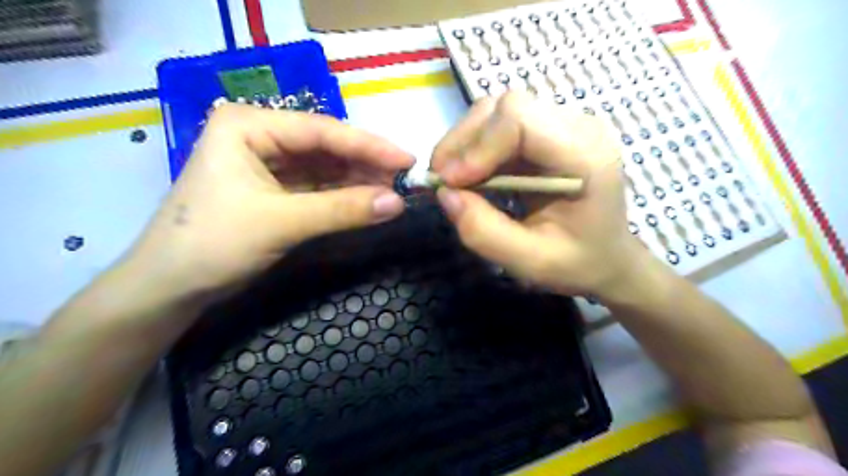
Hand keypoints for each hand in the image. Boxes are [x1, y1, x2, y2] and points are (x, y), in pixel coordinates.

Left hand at [124, 106, 414, 299]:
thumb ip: (342, 210)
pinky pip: (318, 187)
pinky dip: (343, 195)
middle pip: (325, 147)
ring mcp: (267, 163)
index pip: (321, 131)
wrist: (170, 288)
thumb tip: (398, 203)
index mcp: (249, 125)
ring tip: (393, 191)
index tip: (407, 160)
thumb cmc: (214, 243)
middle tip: (404, 180)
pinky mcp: (274, 189)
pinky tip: (368, 200)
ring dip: (358, 180)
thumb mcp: (282, 222)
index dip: (369, 146)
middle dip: (365, 164)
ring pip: (324, 168)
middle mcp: (259, 136)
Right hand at [432, 91, 649, 298]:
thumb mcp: (530, 262)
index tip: (450, 183)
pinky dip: (476, 147)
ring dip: (466, 142)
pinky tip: (470, 174)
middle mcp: (579, 127)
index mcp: (586, 156)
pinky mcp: (548, 131)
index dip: (478, 146)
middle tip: (442, 181)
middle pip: (507, 107)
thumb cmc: (577, 263)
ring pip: (499, 111)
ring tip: (453, 179)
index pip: (520, 119)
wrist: (607, 256)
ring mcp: (564, 125)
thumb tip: (445, 194)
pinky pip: (501, 125)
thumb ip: (484, 232)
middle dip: (465, 142)